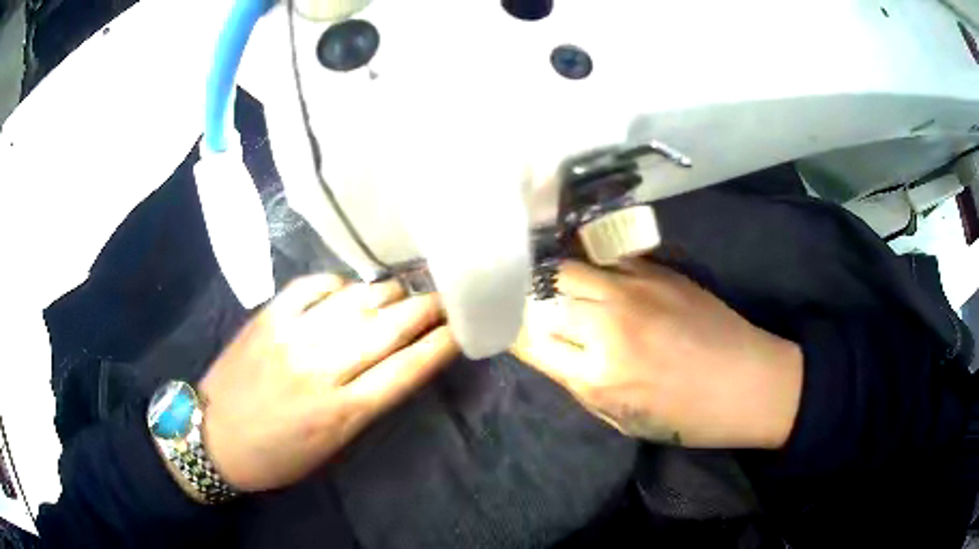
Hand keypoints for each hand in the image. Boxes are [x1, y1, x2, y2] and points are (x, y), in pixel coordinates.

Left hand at [197, 274, 457, 491]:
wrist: (213, 437)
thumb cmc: (277, 455)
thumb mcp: (331, 446)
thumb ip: (364, 403)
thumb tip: (395, 362)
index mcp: (342, 413)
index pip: (406, 371)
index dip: (439, 346)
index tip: (461, 329)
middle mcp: (321, 369)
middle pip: (388, 330)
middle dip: (425, 311)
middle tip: (444, 299)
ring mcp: (292, 337)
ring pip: (356, 301)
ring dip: (387, 293)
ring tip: (403, 290)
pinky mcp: (268, 317)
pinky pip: (312, 286)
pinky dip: (337, 284)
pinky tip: (348, 288)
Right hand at [512, 260, 802, 448]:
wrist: (749, 382)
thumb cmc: (686, 417)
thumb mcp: (620, 418)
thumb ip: (577, 381)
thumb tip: (547, 347)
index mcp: (597, 374)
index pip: (528, 337)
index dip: (510, 329)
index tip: (503, 324)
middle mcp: (608, 324)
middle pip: (541, 293)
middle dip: (525, 299)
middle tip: (523, 302)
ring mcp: (634, 288)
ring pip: (567, 266)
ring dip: (552, 278)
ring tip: (550, 284)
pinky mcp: (657, 270)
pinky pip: (603, 259)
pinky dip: (586, 266)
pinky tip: (587, 273)